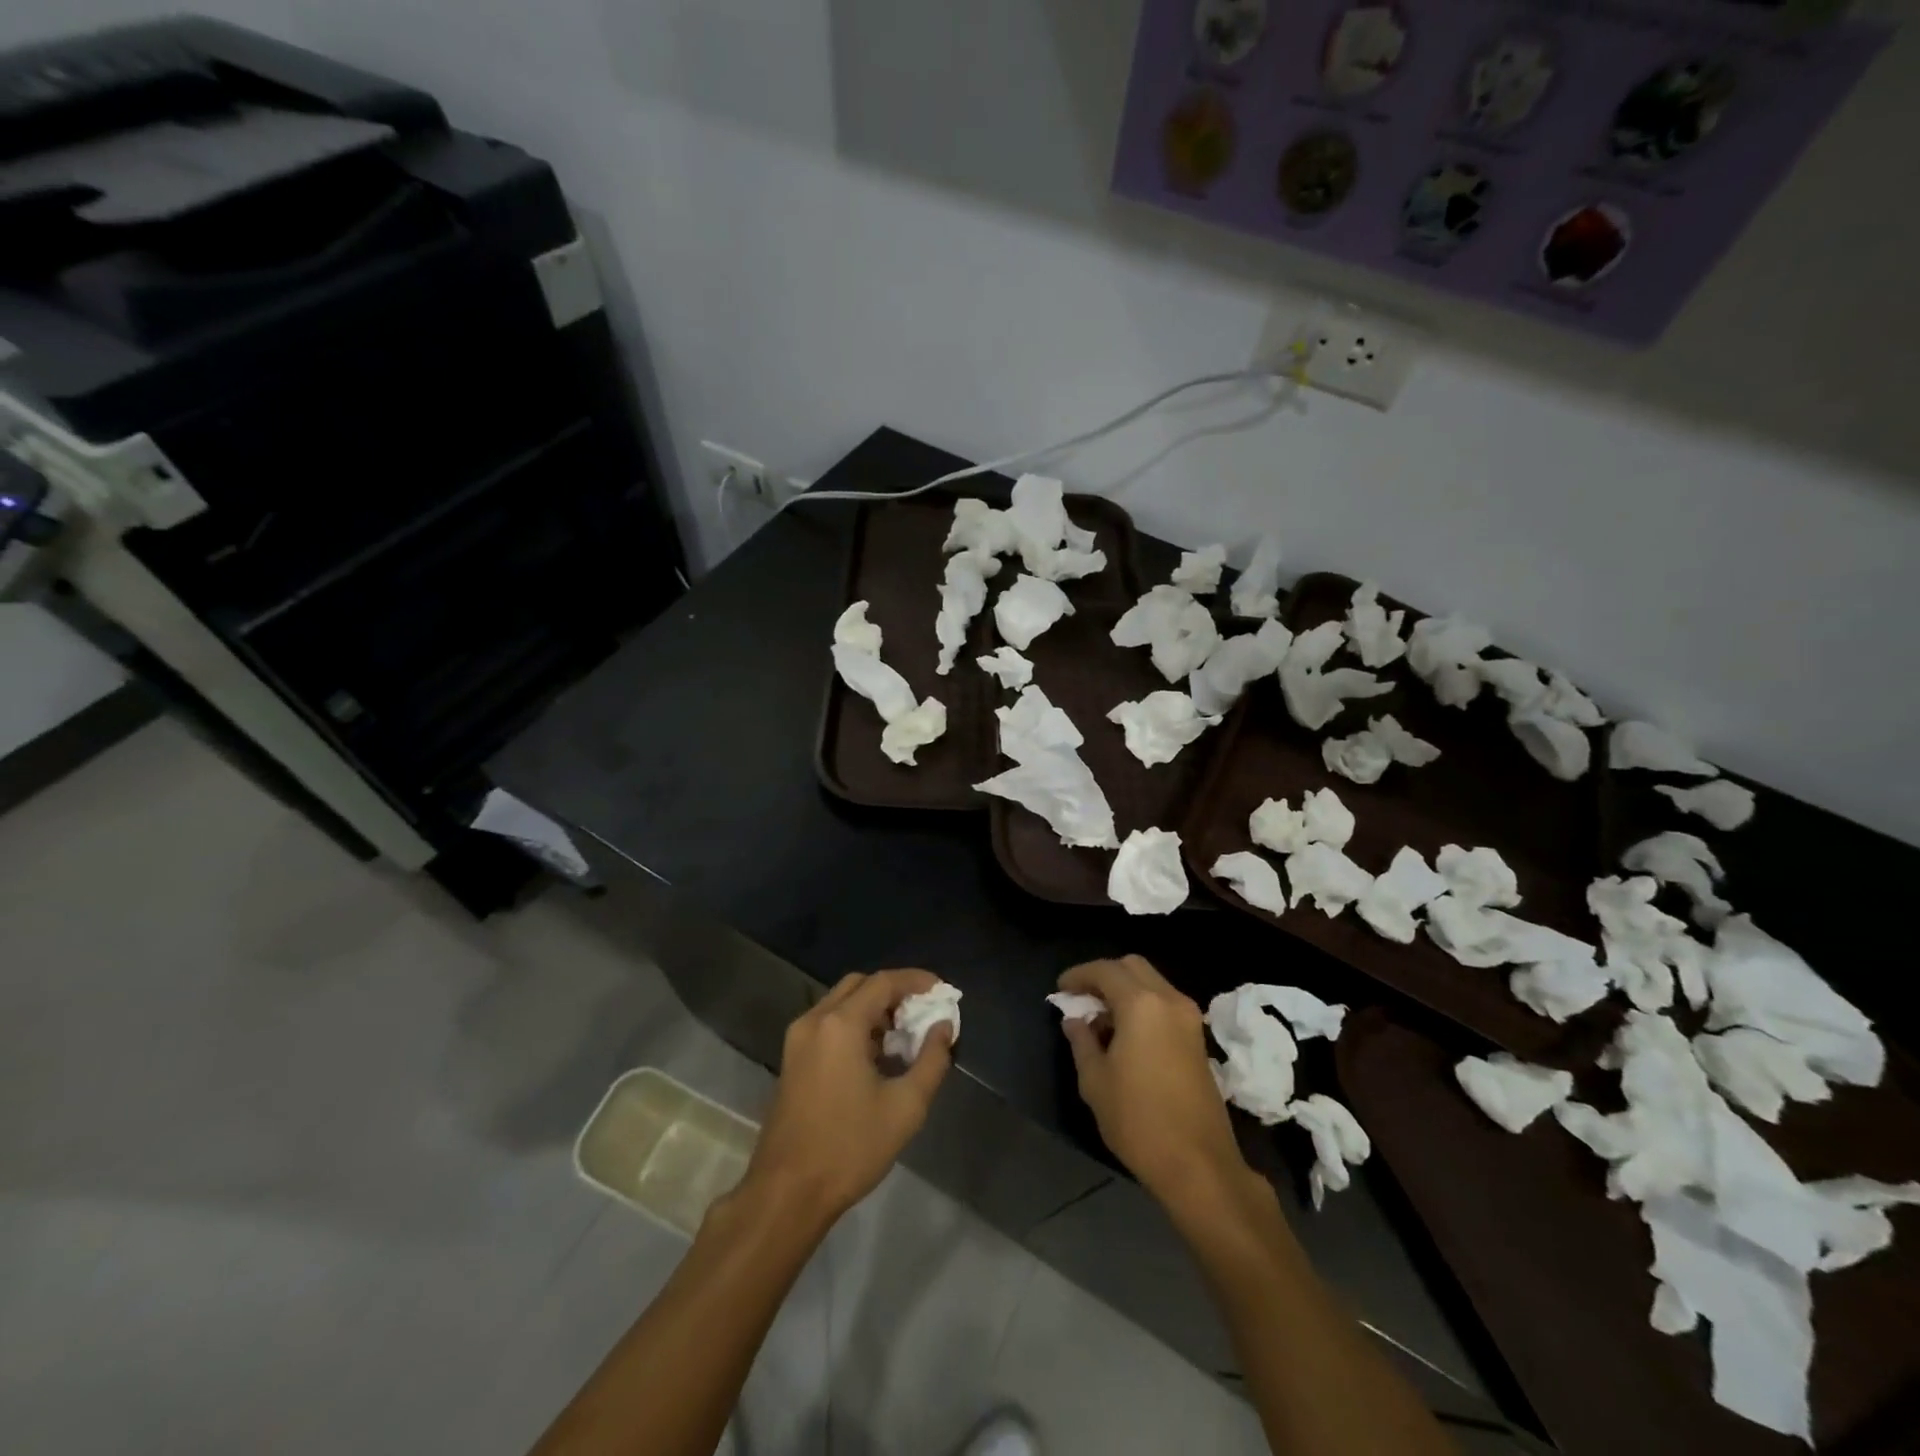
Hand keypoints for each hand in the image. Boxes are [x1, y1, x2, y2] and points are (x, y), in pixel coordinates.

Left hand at [742, 970, 953, 1225]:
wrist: (787, 1193)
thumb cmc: (850, 1148)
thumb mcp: (905, 1107)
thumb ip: (932, 1060)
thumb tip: (943, 1027)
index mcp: (840, 1025)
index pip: (883, 982)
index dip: (915, 980)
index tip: (941, 990)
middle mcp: (814, 1021)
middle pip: (859, 985)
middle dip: (893, 992)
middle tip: (921, 1013)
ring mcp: (798, 1040)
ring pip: (841, 1003)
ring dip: (873, 1009)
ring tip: (903, 1036)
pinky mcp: (792, 1059)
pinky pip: (828, 1023)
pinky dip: (854, 1024)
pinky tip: (875, 1055)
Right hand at [1057, 956, 1260, 1213]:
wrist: (1198, 1164)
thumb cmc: (1138, 1120)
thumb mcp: (1095, 1080)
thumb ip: (1081, 1041)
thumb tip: (1075, 1020)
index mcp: (1141, 1004)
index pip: (1105, 971)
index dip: (1079, 975)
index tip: (1061, 990)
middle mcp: (1169, 1000)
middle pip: (1133, 967)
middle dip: (1104, 975)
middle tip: (1082, 998)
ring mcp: (1189, 1018)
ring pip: (1152, 983)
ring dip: (1125, 990)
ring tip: (1101, 1018)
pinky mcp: (1198, 1038)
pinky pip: (1165, 1003)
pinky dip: (1143, 1005)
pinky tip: (1126, 1033)